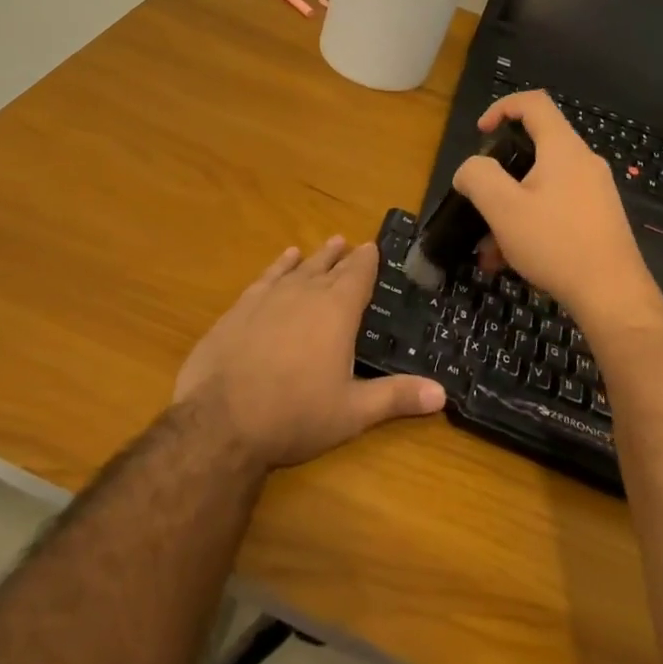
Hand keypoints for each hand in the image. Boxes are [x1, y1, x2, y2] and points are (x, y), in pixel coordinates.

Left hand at [174, 237, 445, 470]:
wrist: (220, 420)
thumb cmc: (295, 415)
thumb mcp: (352, 412)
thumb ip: (396, 397)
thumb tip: (442, 393)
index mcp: (336, 311)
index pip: (358, 276)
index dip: (368, 261)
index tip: (373, 247)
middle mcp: (304, 293)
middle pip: (328, 267)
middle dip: (342, 256)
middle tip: (351, 243)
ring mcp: (269, 297)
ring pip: (298, 268)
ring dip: (314, 257)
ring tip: (326, 244)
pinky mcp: (240, 308)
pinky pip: (266, 277)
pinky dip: (279, 266)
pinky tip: (284, 260)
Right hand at [453, 91, 662, 335]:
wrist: (613, 296)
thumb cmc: (555, 243)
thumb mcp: (503, 207)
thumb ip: (478, 176)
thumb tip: (470, 169)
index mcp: (563, 148)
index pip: (533, 103)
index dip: (502, 107)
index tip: (480, 132)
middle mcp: (584, 162)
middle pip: (535, 148)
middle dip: (500, 174)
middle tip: (480, 198)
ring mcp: (595, 192)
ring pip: (541, 186)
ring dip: (510, 208)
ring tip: (488, 246)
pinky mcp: (599, 220)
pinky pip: (555, 208)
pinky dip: (529, 224)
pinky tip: (509, 261)